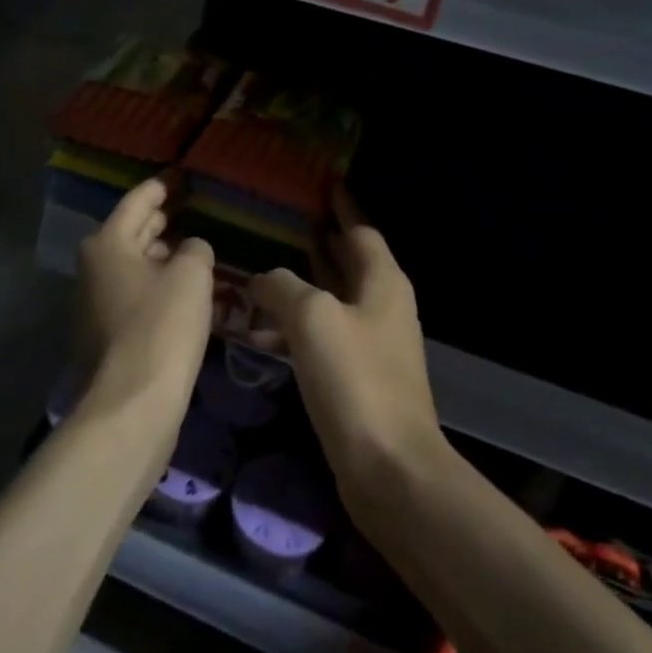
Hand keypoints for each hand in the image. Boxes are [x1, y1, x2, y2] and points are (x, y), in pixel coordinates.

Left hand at [74, 177, 215, 421]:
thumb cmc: (162, 326)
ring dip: (160, 254)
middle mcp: (93, 266)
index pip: (138, 201)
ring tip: (191, 246)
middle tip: (190, 207)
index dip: (163, 186)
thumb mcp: (190, 276)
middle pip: (131, 232)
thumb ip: (195, 249)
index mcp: (107, 243)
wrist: (132, 402)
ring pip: (132, 264)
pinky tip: (180, 288)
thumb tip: (190, 249)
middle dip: (160, 219)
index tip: (181, 175)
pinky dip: (155, 283)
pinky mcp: (103, 332)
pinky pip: (132, 292)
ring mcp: (93, 301)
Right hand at [248, 192, 443, 503]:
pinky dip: (297, 325)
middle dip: (320, 241)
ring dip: (303, 284)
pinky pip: (323, 335)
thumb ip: (283, 287)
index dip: (342, 206)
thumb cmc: (355, 379)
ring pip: (333, 299)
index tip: (323, 185)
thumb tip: (263, 279)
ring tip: (263, 267)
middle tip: (284, 221)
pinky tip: (263, 330)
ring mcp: (371, 344)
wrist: (389, 467)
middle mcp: (382, 306)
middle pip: (349, 262)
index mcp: (382, 282)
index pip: (361, 230)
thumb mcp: (312, 318)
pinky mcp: (357, 376)